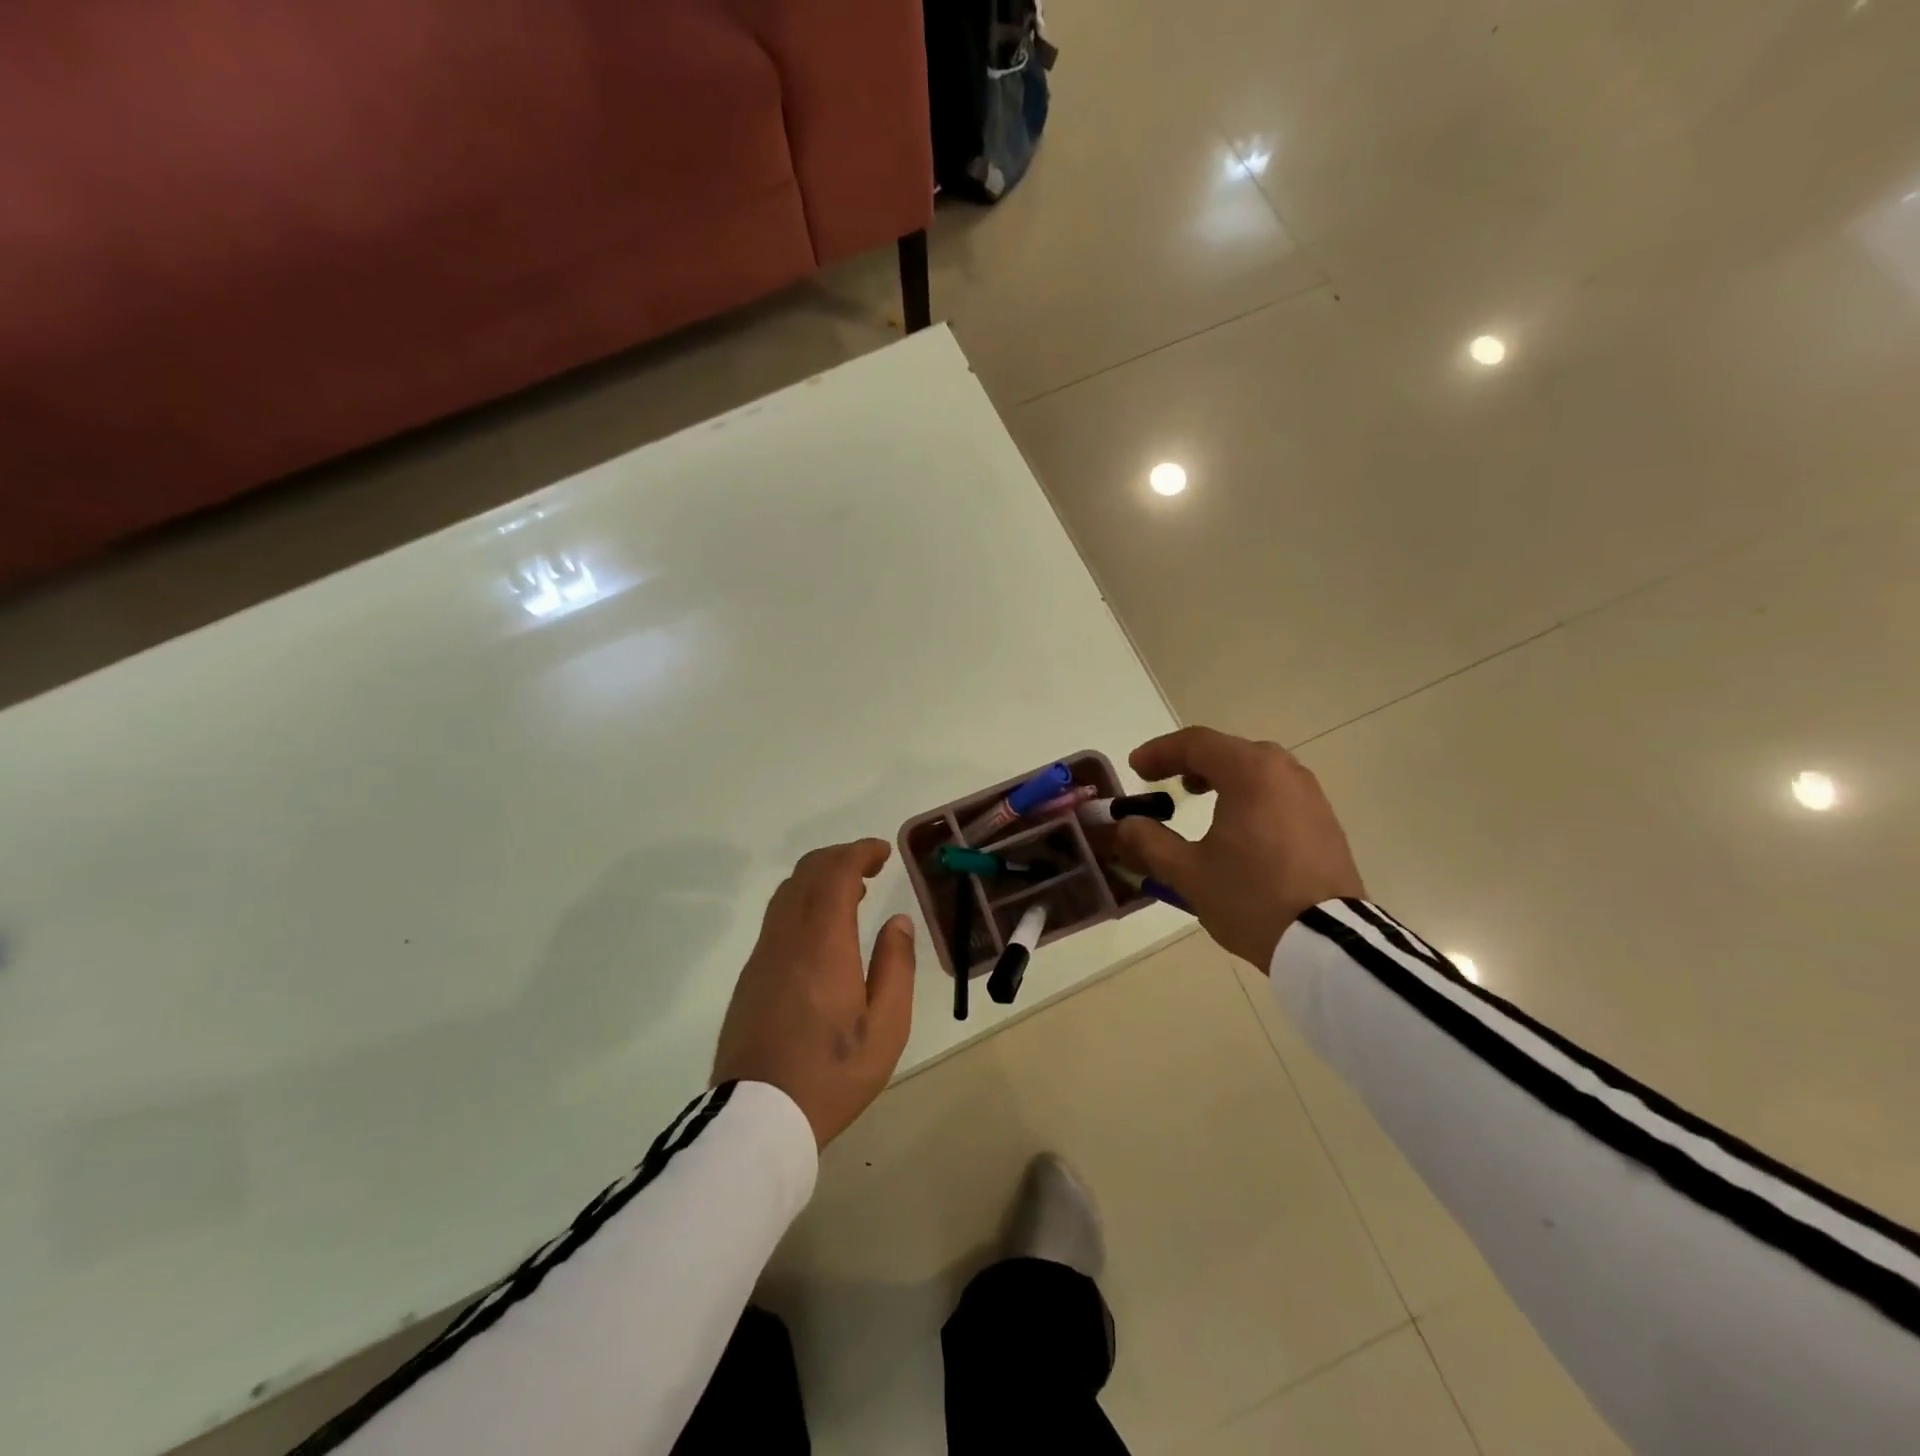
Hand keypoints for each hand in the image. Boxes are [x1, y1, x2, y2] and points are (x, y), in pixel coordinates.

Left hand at [712, 839, 917, 1146]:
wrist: (757, 1119)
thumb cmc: (831, 1074)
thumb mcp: (886, 1027)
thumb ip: (896, 966)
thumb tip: (897, 921)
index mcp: (822, 944)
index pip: (835, 873)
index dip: (859, 852)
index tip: (883, 852)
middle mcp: (787, 938)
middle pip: (807, 874)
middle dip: (839, 857)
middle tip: (871, 865)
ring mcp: (763, 956)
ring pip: (787, 894)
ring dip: (818, 878)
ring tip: (851, 891)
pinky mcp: (751, 976)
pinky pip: (777, 918)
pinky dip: (803, 901)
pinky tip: (822, 928)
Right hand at [1116, 727, 1365, 970]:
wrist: (1327, 942)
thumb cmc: (1250, 897)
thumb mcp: (1188, 873)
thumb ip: (1150, 842)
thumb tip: (1127, 825)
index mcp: (1251, 774)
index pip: (1197, 744)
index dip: (1160, 752)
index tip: (1135, 769)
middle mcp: (1285, 773)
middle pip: (1229, 749)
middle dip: (1190, 761)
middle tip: (1163, 780)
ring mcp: (1311, 797)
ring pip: (1258, 768)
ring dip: (1222, 775)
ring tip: (1198, 798)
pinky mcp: (1324, 822)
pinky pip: (1278, 791)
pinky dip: (1248, 794)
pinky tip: (1236, 825)